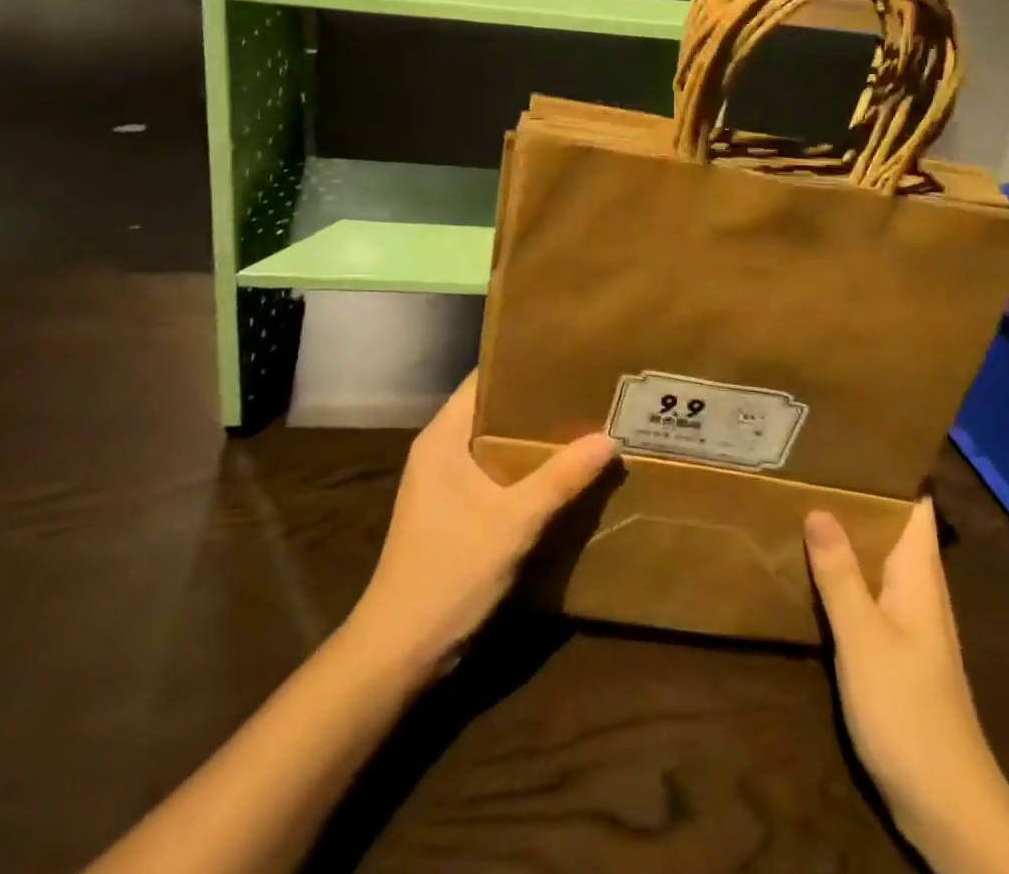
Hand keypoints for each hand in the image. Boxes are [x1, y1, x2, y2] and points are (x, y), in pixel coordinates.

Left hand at [348, 372, 618, 678]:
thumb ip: (560, 479)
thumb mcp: (513, 523)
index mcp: (442, 436)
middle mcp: (441, 450)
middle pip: (495, 410)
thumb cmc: (450, 572)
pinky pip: (496, 474)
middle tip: (588, 390)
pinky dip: (526, 469)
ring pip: (497, 444)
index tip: (567, 356)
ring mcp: (446, 483)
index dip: (522, 364)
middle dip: (538, 402)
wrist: (400, 651)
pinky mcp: (455, 512)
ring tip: (585, 423)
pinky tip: (563, 473)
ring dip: (535, 439)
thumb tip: (608, 439)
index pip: (484, 380)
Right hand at [808, 499, 1008, 873]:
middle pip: (891, 527)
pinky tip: (813, 567)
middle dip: (856, 496)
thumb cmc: (908, 710)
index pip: (913, 505)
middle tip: (808, 463)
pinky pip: (868, 591)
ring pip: (877, 559)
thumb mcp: (864, 637)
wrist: (948, 807)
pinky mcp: (896, 650)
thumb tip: (819, 507)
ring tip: (802, 499)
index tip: (847, 440)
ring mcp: (909, 621)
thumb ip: (840, 573)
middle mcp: (918, 589)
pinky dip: (844, 571)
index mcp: (919, 575)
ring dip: (848, 533)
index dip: (888, 469)